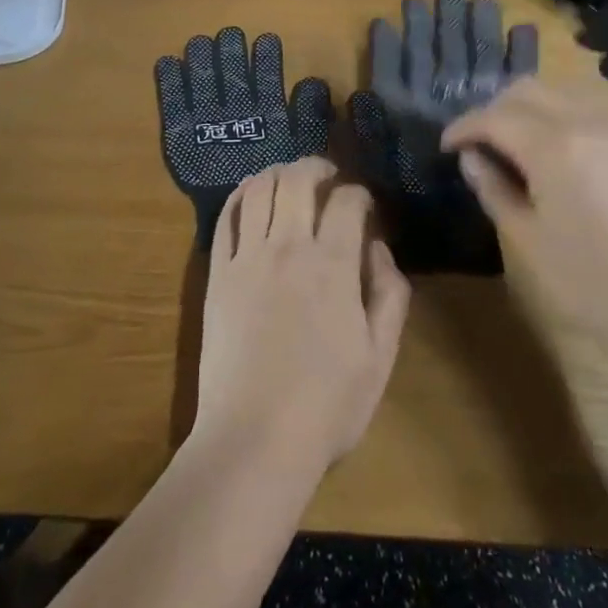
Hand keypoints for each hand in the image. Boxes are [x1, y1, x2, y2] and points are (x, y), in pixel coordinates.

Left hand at [194, 159, 411, 476]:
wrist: (253, 441)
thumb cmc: (325, 406)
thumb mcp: (379, 358)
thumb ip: (389, 294)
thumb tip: (378, 248)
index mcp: (333, 265)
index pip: (347, 201)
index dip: (360, 193)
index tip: (364, 205)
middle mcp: (289, 247)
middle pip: (298, 179)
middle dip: (316, 166)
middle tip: (327, 176)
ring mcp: (248, 257)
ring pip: (259, 188)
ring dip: (278, 173)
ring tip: (289, 181)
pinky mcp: (218, 273)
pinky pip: (226, 217)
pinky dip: (241, 196)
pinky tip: (251, 197)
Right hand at [441, 81, 607, 343]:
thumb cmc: (596, 286)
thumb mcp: (529, 243)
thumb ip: (494, 190)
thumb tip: (471, 158)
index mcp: (553, 146)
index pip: (494, 117)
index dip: (464, 127)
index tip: (447, 146)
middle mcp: (587, 121)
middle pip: (528, 89)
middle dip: (494, 108)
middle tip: (479, 143)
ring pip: (562, 91)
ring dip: (530, 106)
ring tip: (516, 143)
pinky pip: (592, 108)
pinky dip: (563, 115)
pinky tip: (559, 151)